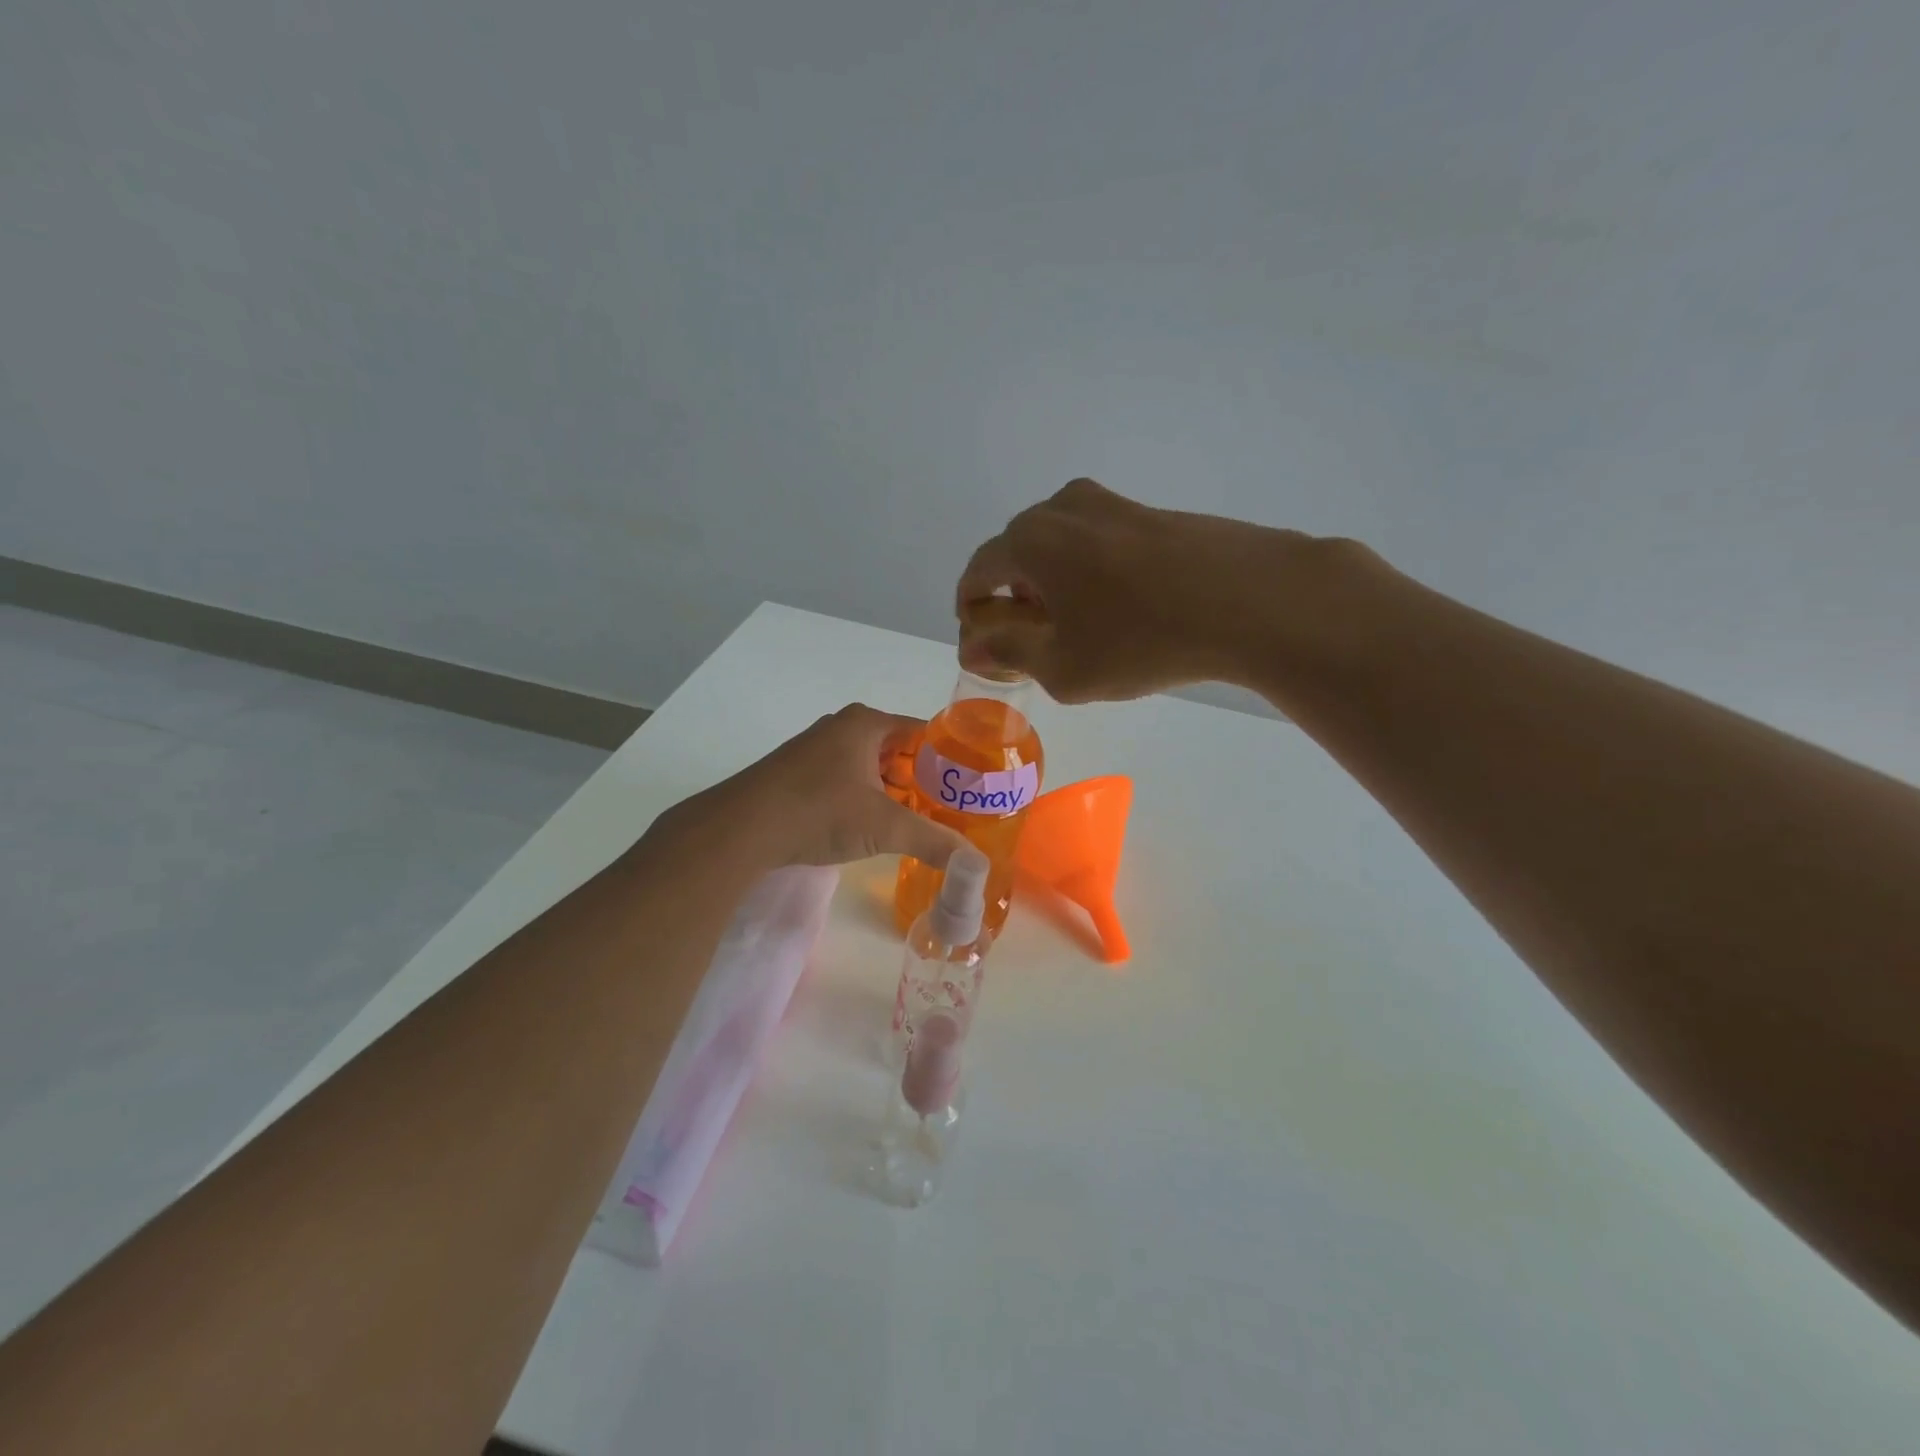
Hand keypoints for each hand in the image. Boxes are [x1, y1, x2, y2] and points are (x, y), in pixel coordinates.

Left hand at [657, 705, 968, 869]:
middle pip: (899, 750)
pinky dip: (866, 798)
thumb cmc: (819, 811)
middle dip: (923, 779)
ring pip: (872, 766)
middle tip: (950, 809)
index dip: (950, 758)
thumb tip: (976, 864)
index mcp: (867, 723)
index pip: (924, 732)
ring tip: (920, 821)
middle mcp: (842, 727)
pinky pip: (848, 779)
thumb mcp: (884, 827)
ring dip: (894, 791)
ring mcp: (817, 749)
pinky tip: (875, 826)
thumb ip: (934, 841)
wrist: (741, 828)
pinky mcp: (799, 773)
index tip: (970, 786)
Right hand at [955, 478, 1317, 701]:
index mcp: (1029, 540)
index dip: (972, 614)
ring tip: (1079, 631)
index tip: (986, 648)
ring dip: (1051, 587)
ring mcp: (1109, 504)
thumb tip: (973, 644)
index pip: (977, 574)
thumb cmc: (1142, 639)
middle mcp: (1060, 508)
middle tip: (1033, 645)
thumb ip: (1007, 652)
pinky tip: (1120, 611)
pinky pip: (1095, 544)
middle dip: (1012, 600)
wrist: (1252, 599)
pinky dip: (1088, 576)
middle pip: (1015, 556)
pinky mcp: (1148, 512)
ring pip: (1057, 548)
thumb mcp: (1061, 665)